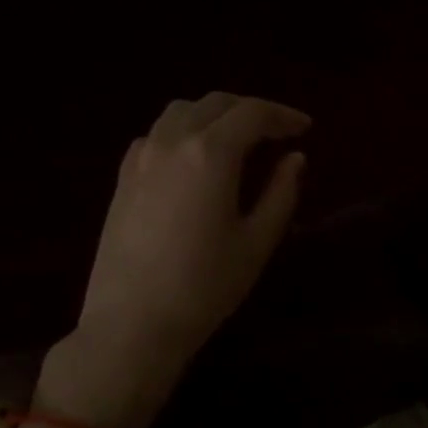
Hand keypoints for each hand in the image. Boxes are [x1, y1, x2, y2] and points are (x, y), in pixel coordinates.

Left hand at [71, 93, 309, 403]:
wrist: (132, 324)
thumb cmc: (204, 286)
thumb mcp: (256, 242)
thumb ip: (281, 193)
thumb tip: (295, 158)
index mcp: (210, 153)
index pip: (252, 114)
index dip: (283, 116)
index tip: (305, 128)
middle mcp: (172, 142)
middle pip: (215, 104)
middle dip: (251, 111)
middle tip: (278, 132)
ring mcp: (140, 158)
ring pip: (180, 112)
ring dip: (214, 116)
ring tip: (237, 140)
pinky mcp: (123, 178)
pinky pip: (156, 135)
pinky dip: (183, 132)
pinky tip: (193, 160)